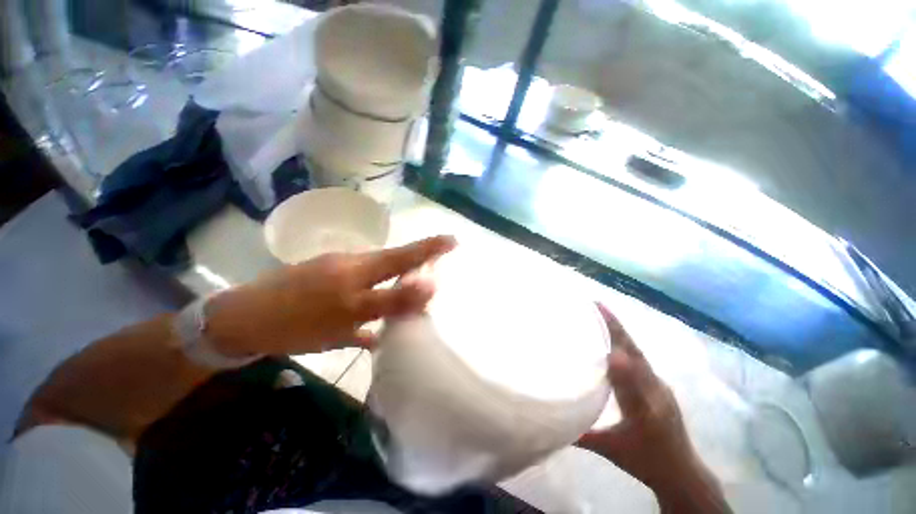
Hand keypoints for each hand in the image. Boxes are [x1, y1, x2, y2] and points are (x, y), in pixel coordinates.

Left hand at [207, 236, 456, 356]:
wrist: (242, 320)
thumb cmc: (293, 325)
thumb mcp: (342, 326)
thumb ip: (384, 311)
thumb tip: (421, 298)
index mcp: (356, 275)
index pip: (402, 260)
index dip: (428, 250)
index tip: (453, 240)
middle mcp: (352, 266)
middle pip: (395, 259)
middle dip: (421, 252)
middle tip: (445, 248)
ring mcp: (340, 266)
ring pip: (380, 266)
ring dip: (402, 267)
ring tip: (420, 273)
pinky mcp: (328, 271)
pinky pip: (363, 273)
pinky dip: (379, 278)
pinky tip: (384, 292)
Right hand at [579, 304, 729, 512]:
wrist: (683, 473)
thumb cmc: (646, 462)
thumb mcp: (612, 449)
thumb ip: (583, 434)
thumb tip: (554, 420)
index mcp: (643, 404)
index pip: (625, 367)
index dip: (612, 342)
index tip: (598, 323)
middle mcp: (654, 389)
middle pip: (633, 350)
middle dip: (614, 326)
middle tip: (595, 305)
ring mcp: (659, 385)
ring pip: (637, 352)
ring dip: (620, 332)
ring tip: (601, 315)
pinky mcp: (660, 385)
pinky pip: (640, 359)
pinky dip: (625, 343)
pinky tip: (614, 339)